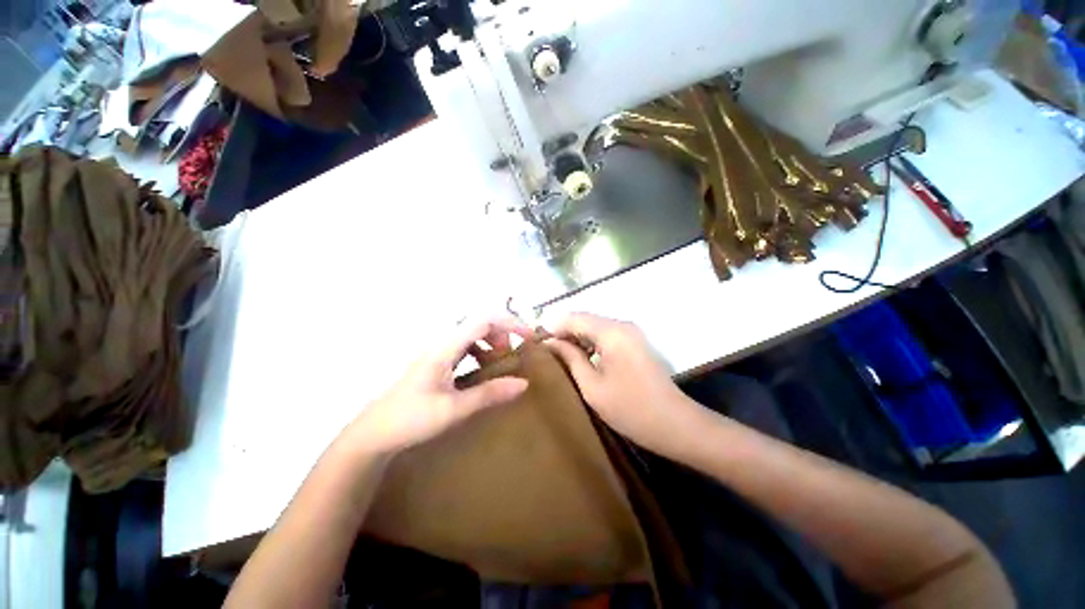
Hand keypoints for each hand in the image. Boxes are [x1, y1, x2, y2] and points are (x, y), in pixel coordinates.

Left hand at [347, 318, 532, 454]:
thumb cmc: (411, 419)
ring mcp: (438, 354)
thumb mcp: (454, 409)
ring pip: (472, 337)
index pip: (483, 321)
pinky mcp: (437, 364)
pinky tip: (482, 373)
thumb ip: (489, 394)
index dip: (509, 323)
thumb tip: (523, 383)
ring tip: (500, 365)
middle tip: (513, 356)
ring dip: (491, 345)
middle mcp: (442, 344)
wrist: (373, 435)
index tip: (527, 337)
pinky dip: (480, 355)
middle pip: (479, 325)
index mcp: (446, 348)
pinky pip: (465, 350)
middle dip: (501, 335)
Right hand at [545, 313, 702, 457]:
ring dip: (577, 337)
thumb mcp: (592, 386)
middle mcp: (622, 325)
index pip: (574, 317)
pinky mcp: (635, 341)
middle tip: (547, 351)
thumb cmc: (630, 409)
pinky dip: (590, 342)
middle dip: (564, 332)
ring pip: (595, 326)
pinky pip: (606, 334)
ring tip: (560, 356)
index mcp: (612, 332)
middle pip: (585, 319)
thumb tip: (550, 343)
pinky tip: (582, 358)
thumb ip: (570, 358)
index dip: (553, 327)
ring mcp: (631, 332)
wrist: (675, 424)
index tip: (538, 344)